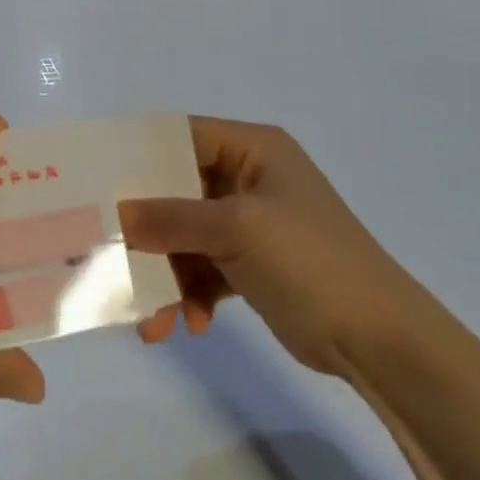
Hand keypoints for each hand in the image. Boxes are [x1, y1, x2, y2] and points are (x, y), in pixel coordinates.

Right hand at [120, 117, 429, 375]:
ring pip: (185, 235)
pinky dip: (190, 293)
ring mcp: (249, 223)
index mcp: (251, 148)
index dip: (138, 155)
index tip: (96, 179)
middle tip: (109, 252)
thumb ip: (171, 218)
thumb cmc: (312, 262)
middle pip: (176, 190)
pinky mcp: (250, 264)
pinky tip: (189, 325)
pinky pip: (203, 268)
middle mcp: (247, 177)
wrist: (383, 343)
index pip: (179, 136)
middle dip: (146, 228)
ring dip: (166, 274)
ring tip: (152, 318)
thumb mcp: (238, 230)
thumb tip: (114, 214)